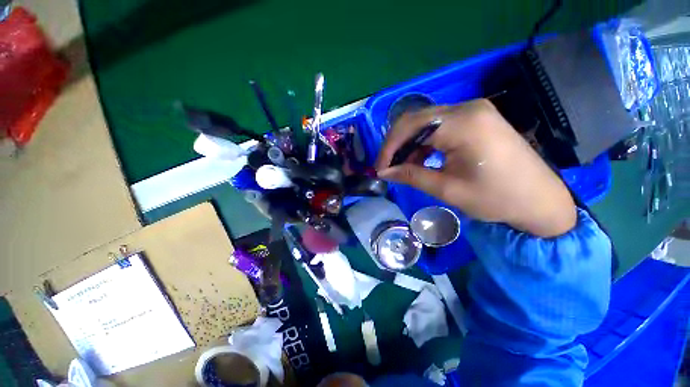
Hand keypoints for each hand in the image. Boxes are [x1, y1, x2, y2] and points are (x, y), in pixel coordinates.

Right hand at [375, 99, 575, 237]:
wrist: (540, 200)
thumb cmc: (497, 198)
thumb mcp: (448, 189)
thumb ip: (411, 176)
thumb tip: (384, 172)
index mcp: (463, 123)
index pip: (410, 127)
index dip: (389, 149)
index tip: (380, 169)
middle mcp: (467, 108)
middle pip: (415, 120)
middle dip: (396, 145)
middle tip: (387, 167)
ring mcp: (473, 111)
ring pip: (425, 122)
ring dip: (409, 144)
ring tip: (402, 167)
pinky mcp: (475, 119)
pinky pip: (439, 126)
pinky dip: (424, 143)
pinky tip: (420, 159)